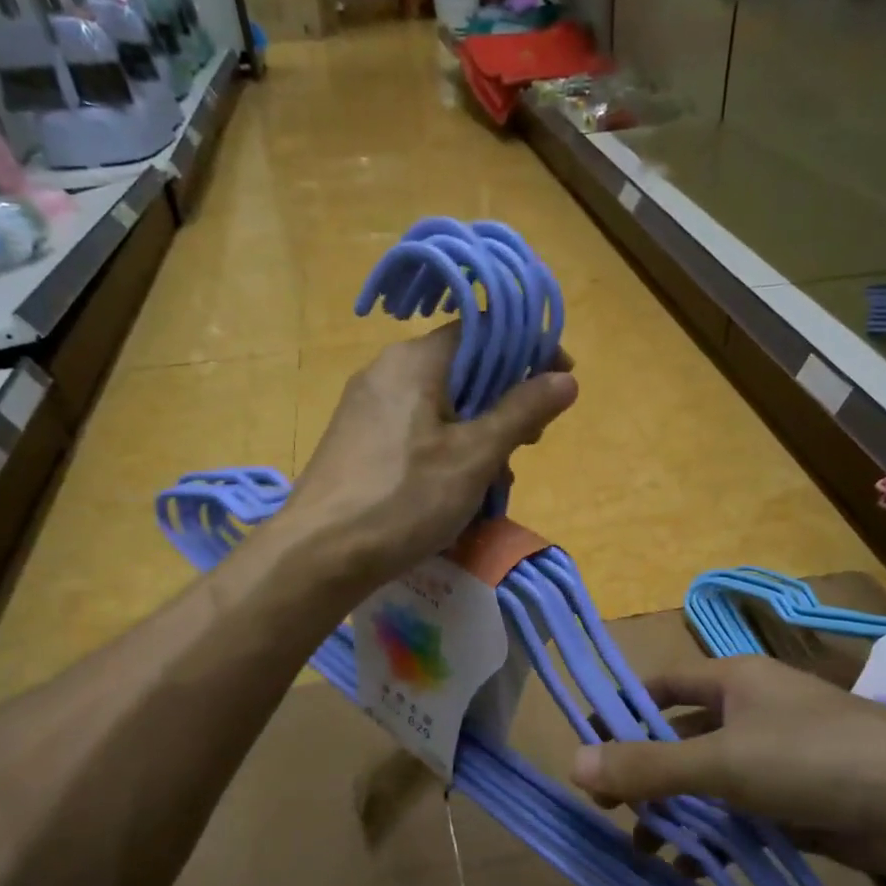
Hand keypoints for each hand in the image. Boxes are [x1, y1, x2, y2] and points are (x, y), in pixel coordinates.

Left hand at [284, 324, 576, 586]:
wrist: (319, 555)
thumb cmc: (403, 498)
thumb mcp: (474, 457)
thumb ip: (521, 412)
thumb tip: (566, 379)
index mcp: (414, 361)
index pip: (482, 330)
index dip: (528, 350)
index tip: (560, 383)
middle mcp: (386, 373)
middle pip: (462, 370)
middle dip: (504, 404)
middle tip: (530, 443)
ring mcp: (366, 410)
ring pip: (440, 408)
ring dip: (478, 436)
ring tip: (494, 483)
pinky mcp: (357, 444)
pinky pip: (415, 433)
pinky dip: (445, 452)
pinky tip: (455, 493)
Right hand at [569, 655, 885, 879]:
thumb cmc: (818, 758)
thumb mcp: (724, 761)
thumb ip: (649, 766)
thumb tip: (572, 764)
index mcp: (732, 682)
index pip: (659, 687)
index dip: (620, 711)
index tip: (583, 749)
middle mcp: (749, 715)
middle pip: (679, 739)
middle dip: (643, 773)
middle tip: (605, 812)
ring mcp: (774, 762)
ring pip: (708, 784)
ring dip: (675, 814)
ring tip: (640, 852)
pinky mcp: (796, 807)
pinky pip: (739, 820)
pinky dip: (714, 842)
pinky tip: (690, 874)